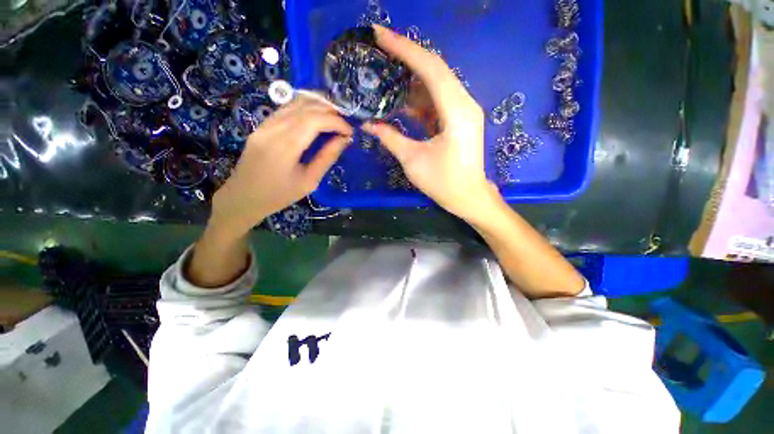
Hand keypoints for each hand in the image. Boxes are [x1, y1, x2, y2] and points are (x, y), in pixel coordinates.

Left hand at [210, 97, 352, 237]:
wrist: (243, 197)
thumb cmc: (280, 195)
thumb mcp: (310, 181)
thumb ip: (327, 157)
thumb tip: (344, 139)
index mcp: (285, 146)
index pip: (314, 120)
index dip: (336, 121)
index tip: (350, 131)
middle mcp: (272, 128)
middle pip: (305, 106)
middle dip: (330, 111)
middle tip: (345, 124)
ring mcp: (264, 124)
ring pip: (295, 102)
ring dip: (318, 106)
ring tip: (335, 119)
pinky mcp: (262, 125)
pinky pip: (286, 109)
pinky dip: (306, 109)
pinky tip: (317, 119)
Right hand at [362, 25, 500, 222]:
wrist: (468, 196)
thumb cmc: (443, 183)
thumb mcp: (413, 161)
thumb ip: (390, 138)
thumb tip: (368, 124)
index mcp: (456, 112)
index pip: (430, 69)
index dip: (405, 49)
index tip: (380, 35)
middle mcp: (464, 103)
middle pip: (435, 70)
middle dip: (407, 56)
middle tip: (380, 48)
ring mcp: (463, 110)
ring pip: (436, 83)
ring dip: (412, 78)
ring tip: (386, 70)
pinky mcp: (459, 119)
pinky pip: (438, 100)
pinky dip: (419, 97)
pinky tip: (401, 97)